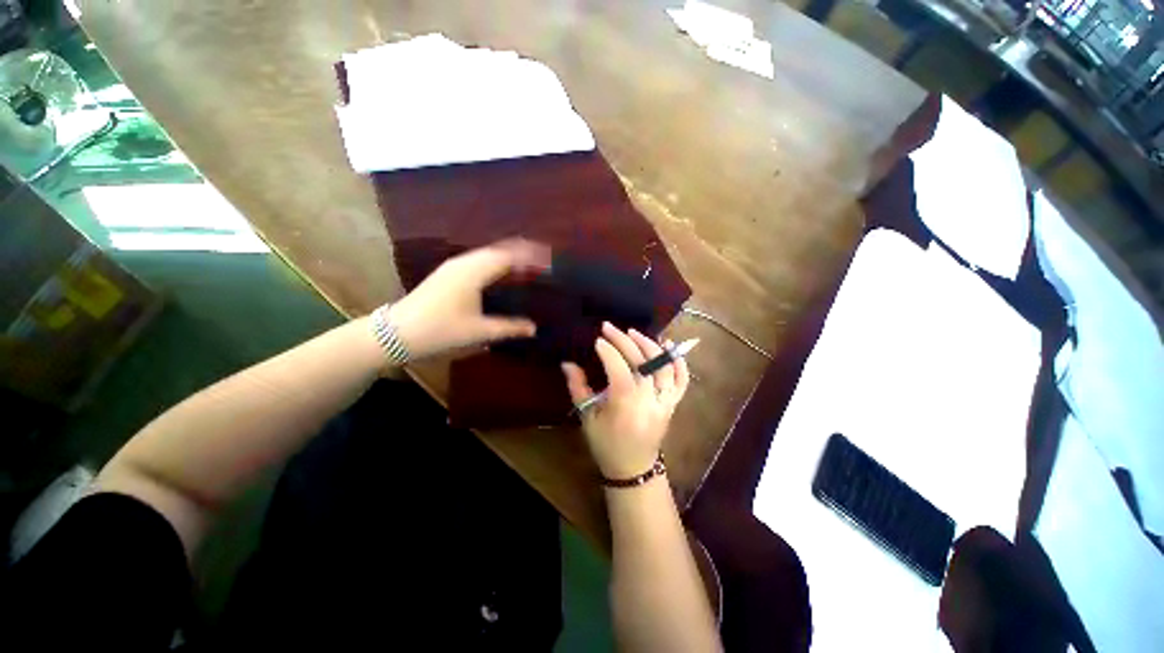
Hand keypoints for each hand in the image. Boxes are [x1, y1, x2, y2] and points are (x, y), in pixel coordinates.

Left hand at [389, 239, 549, 359]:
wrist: (396, 333)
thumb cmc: (440, 330)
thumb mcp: (478, 331)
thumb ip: (509, 327)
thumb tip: (533, 328)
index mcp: (474, 272)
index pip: (509, 255)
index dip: (530, 255)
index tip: (549, 259)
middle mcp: (465, 262)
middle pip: (499, 249)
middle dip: (522, 253)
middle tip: (542, 263)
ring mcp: (454, 266)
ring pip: (488, 254)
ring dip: (509, 258)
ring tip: (527, 268)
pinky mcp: (448, 273)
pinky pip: (479, 261)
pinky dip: (496, 264)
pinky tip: (502, 276)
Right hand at [562, 323, 689, 479]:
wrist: (633, 468)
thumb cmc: (606, 444)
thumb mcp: (587, 417)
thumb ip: (578, 388)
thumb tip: (567, 363)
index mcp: (625, 404)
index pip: (619, 368)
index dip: (608, 350)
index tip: (598, 339)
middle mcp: (649, 399)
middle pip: (641, 362)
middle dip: (624, 340)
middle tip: (609, 327)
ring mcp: (665, 400)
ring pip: (663, 366)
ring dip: (649, 345)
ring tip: (633, 332)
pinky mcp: (673, 403)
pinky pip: (682, 379)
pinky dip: (677, 360)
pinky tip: (667, 344)